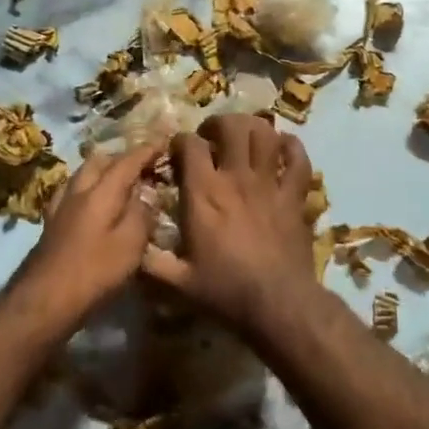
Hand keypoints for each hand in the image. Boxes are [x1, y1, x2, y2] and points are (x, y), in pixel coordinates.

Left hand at [15, 144, 160, 322]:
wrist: (44, 299)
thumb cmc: (94, 272)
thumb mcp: (130, 245)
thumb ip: (141, 214)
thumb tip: (147, 193)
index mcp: (100, 192)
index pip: (127, 161)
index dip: (146, 150)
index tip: (164, 141)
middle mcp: (78, 190)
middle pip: (99, 161)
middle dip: (122, 157)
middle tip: (142, 166)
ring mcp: (60, 205)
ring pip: (83, 174)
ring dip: (102, 171)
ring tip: (119, 182)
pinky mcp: (51, 222)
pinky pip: (72, 191)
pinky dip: (87, 188)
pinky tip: (92, 203)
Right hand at [144, 115, 316, 339]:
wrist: (278, 304)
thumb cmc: (225, 291)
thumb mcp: (177, 282)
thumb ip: (150, 263)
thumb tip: (130, 248)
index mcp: (204, 193)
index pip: (190, 144)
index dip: (181, 140)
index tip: (178, 151)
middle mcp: (236, 177)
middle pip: (232, 126)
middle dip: (220, 123)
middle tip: (213, 137)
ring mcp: (269, 183)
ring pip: (266, 135)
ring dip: (254, 129)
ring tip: (245, 137)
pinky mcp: (294, 196)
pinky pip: (298, 160)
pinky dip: (292, 148)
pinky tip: (283, 147)